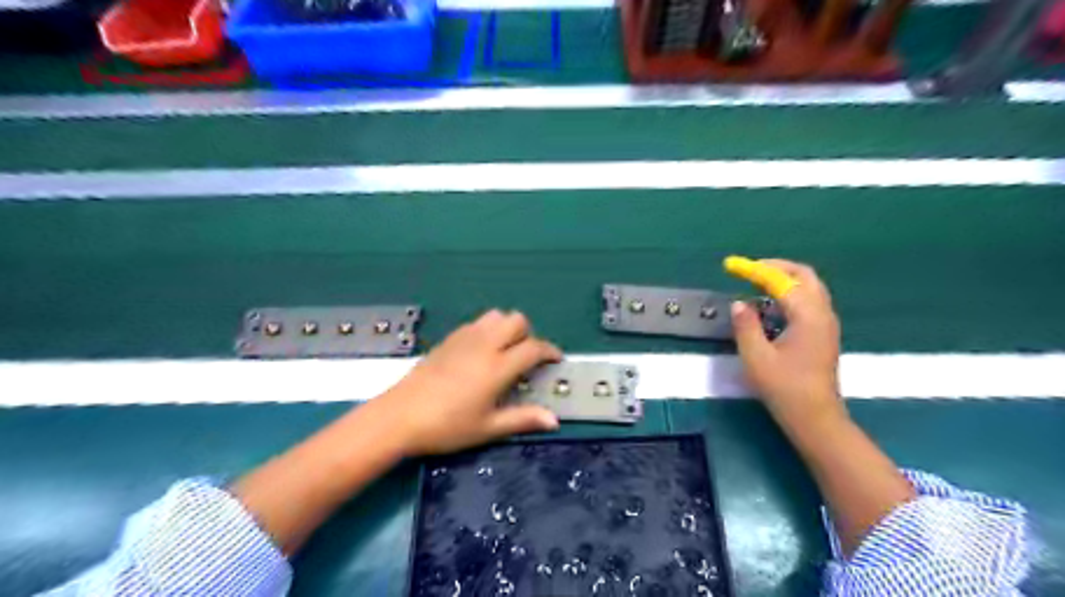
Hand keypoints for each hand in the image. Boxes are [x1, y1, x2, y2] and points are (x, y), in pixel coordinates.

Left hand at [375, 309, 560, 457]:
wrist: (400, 416)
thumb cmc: (447, 426)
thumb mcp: (488, 428)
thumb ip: (523, 419)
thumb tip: (554, 420)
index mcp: (498, 367)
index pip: (533, 348)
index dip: (550, 351)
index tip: (555, 359)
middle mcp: (484, 345)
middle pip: (517, 320)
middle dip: (528, 334)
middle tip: (526, 358)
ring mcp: (465, 338)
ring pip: (496, 315)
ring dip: (507, 328)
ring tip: (504, 351)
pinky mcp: (449, 339)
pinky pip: (477, 322)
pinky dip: (488, 329)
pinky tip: (480, 352)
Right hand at [728, 258, 844, 431]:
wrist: (815, 418)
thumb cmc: (784, 388)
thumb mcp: (756, 357)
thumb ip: (745, 326)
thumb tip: (739, 303)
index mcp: (807, 316)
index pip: (781, 281)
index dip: (756, 270)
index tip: (733, 265)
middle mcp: (822, 313)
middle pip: (804, 276)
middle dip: (776, 268)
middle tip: (750, 270)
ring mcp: (827, 324)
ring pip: (810, 287)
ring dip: (785, 279)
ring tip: (757, 284)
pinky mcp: (824, 334)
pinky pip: (810, 301)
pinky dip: (791, 293)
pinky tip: (771, 306)